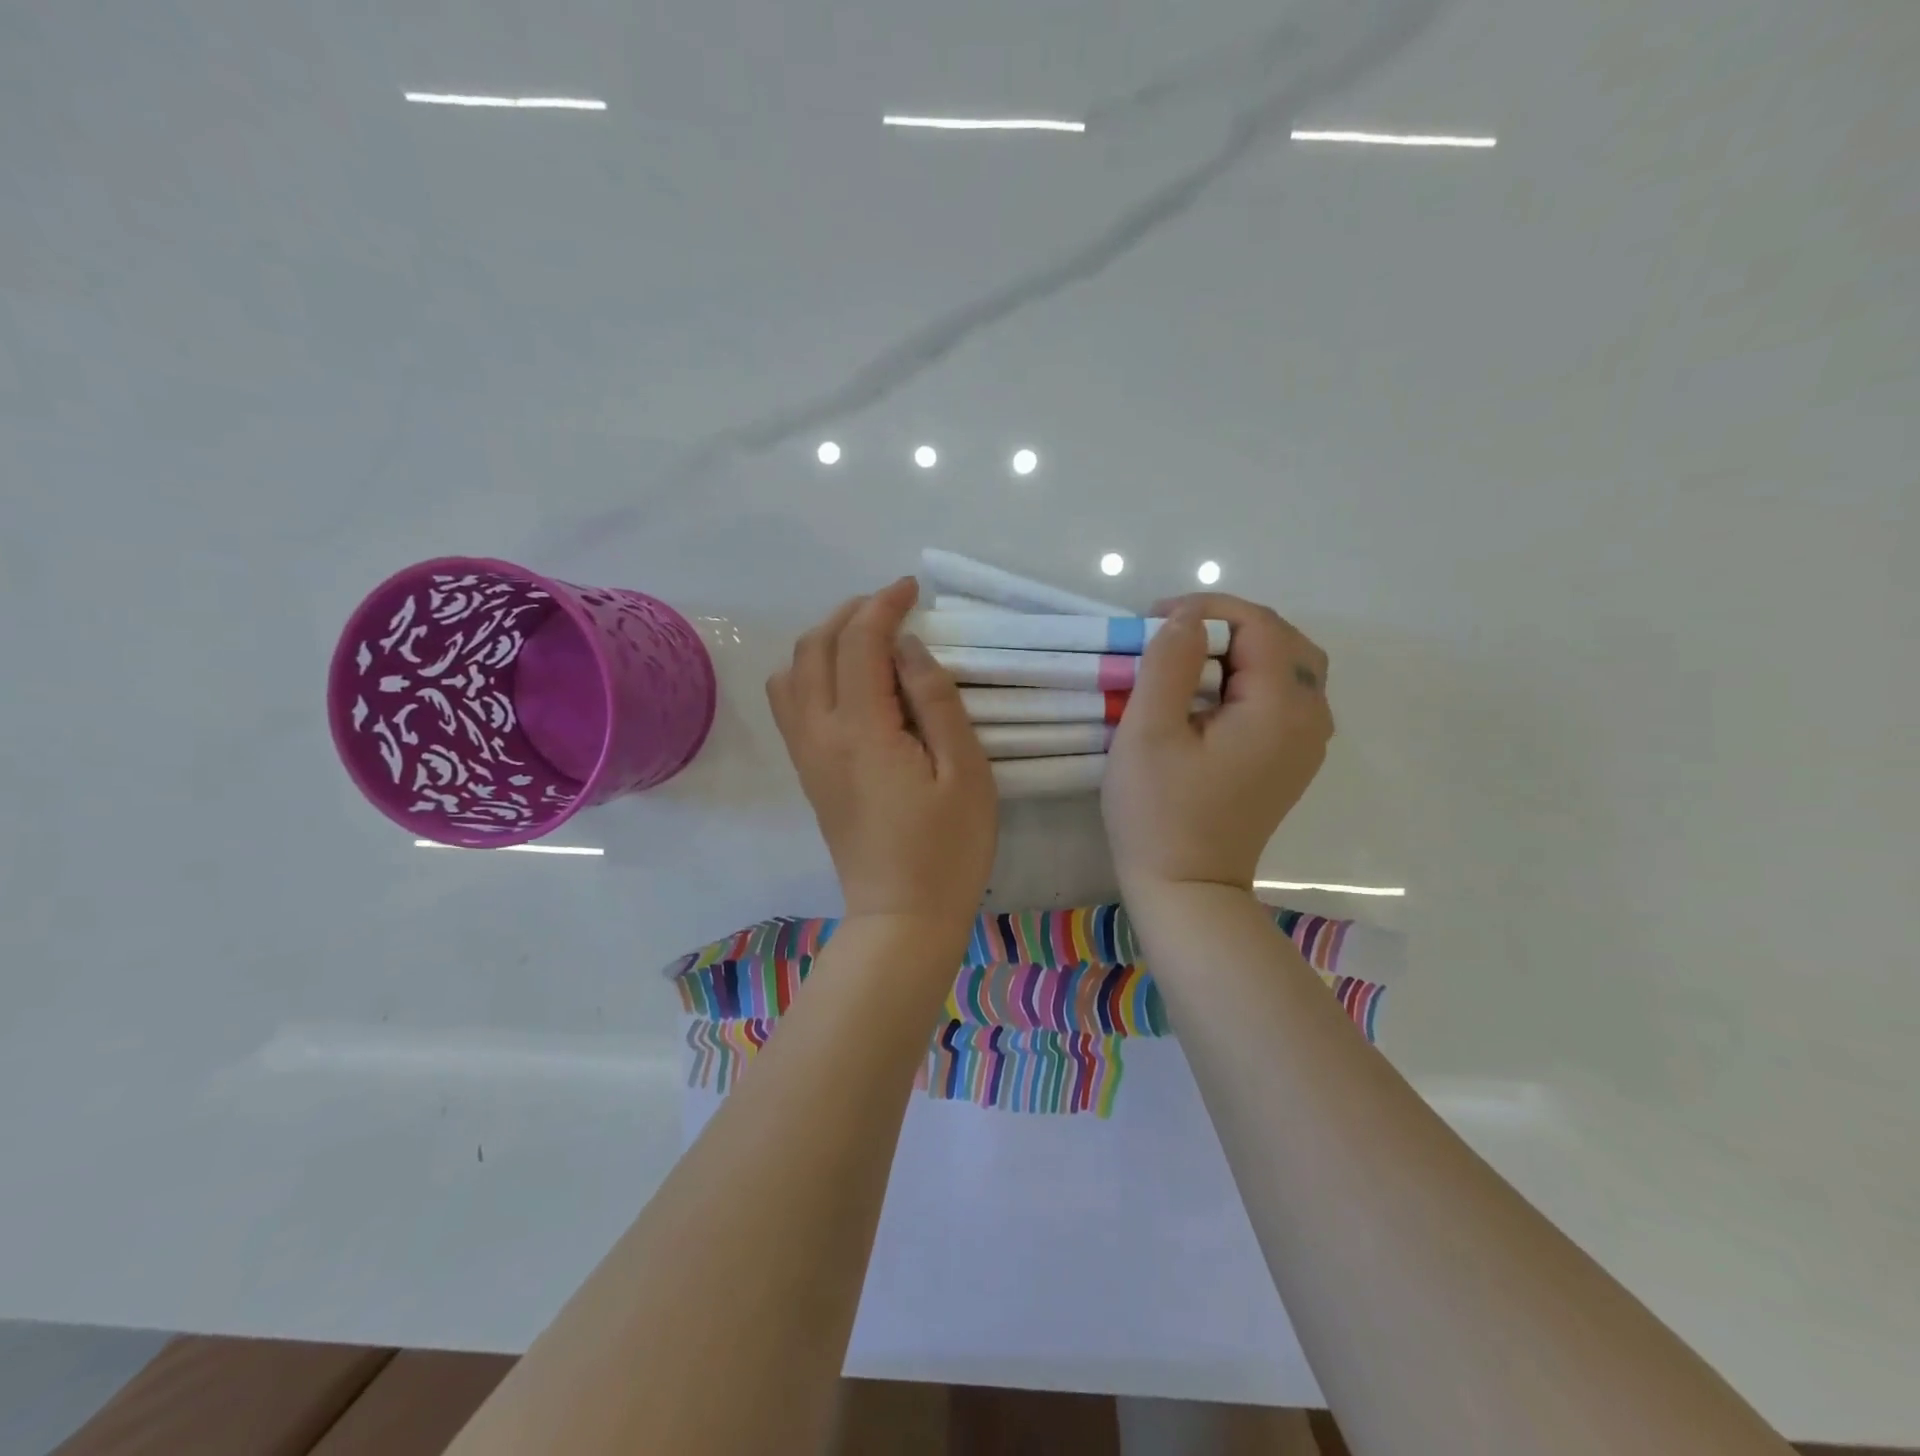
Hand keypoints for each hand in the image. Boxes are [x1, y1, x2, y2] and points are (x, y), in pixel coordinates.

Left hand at [768, 577, 996, 927]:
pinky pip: (789, 703)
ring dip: (824, 639)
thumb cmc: (947, 848)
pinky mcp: (808, 772)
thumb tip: (907, 648)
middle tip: (892, 606)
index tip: (912, 589)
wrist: (901, 915)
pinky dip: (809, 671)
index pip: (859, 642)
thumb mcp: (965, 772)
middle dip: (851, 613)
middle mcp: (820, 733)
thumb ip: (936, 701)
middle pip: (815, 647)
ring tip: (866, 638)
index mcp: (862, 730)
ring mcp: (807, 754)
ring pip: (792, 672)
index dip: (883, 605)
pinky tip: (845, 680)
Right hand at [1103, 594, 1332, 892]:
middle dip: (1227, 625)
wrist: (1188, 889)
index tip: (1154, 620)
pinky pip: (1284, 697)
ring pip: (1288, 666)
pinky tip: (1209, 696)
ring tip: (1188, 661)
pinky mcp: (1292, 760)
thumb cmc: (1159, 812)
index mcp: (1280, 707)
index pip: (1258, 624)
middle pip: (1283, 640)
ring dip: (1240, 650)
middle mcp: (1310, 718)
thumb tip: (1188, 619)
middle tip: (1172, 637)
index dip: (1207, 609)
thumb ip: (1169, 663)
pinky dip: (1250, 679)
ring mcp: (1307, 742)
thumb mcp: (1148, 732)